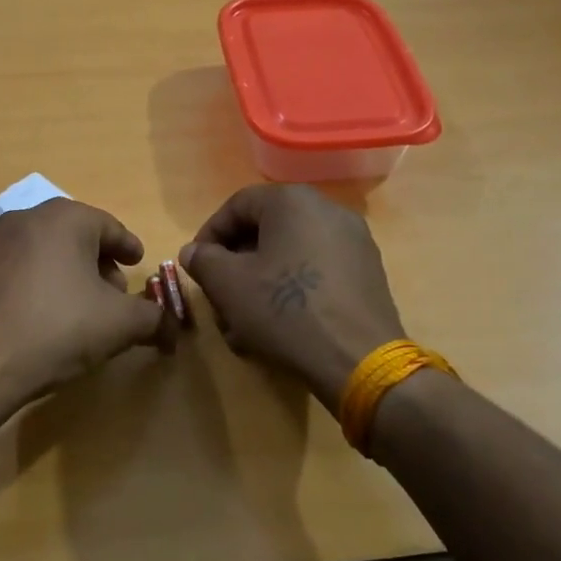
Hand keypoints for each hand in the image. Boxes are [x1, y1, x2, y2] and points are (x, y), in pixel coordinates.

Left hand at [0, 199, 174, 409]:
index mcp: (64, 218)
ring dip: (70, 273)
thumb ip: (155, 318)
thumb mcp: (121, 324)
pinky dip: (41, 283)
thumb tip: (172, 329)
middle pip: (77, 235)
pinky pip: (21, 269)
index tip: (139, 264)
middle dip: (100, 262)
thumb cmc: (58, 329)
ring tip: (83, 308)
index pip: (110, 226)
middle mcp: (27, 218)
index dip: (129, 248)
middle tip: (114, 293)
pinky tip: (47, 316)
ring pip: (47, 251)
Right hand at [179, 185, 404, 407]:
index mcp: (292, 201)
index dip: (209, 235)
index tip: (197, 266)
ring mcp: (353, 242)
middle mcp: (327, 210)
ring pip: (289, 255)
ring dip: (259, 282)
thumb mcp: (227, 284)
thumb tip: (194, 251)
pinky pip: (316, 271)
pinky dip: (291, 290)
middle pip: (265, 230)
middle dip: (235, 264)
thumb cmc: (285, 310)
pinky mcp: (366, 274)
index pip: (237, 205)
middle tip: (219, 296)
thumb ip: (203, 260)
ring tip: (243, 321)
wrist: (358, 359)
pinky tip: (277, 326)